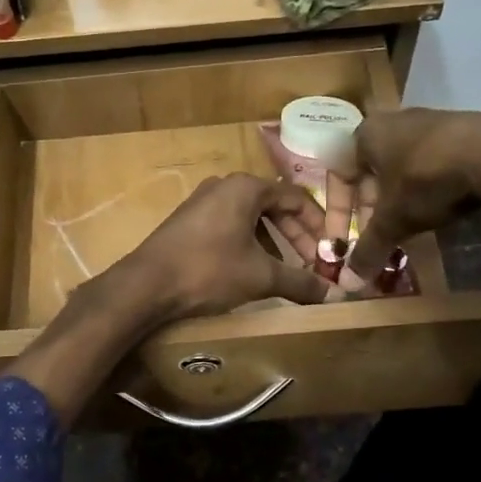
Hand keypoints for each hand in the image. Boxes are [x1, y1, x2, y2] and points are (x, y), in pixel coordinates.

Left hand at [121, 174, 331, 319]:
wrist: (147, 284)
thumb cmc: (209, 270)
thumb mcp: (261, 276)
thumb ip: (300, 281)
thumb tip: (333, 295)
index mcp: (246, 187)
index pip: (296, 198)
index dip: (318, 225)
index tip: (330, 252)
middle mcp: (224, 186)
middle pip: (273, 206)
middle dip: (296, 236)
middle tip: (312, 264)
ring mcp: (202, 202)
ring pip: (250, 217)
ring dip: (273, 242)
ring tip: (285, 270)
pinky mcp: (188, 221)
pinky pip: (229, 226)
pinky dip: (248, 244)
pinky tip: (251, 270)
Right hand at [345, 109, 480, 281]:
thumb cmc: (426, 180)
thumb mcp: (392, 221)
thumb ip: (368, 249)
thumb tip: (349, 283)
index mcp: (366, 135)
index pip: (340, 175)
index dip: (340, 213)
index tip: (345, 240)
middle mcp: (394, 121)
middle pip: (372, 172)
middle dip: (372, 208)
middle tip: (378, 235)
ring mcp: (431, 121)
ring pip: (403, 168)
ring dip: (400, 199)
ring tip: (409, 225)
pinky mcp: (463, 129)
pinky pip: (433, 162)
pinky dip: (429, 187)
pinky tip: (442, 207)